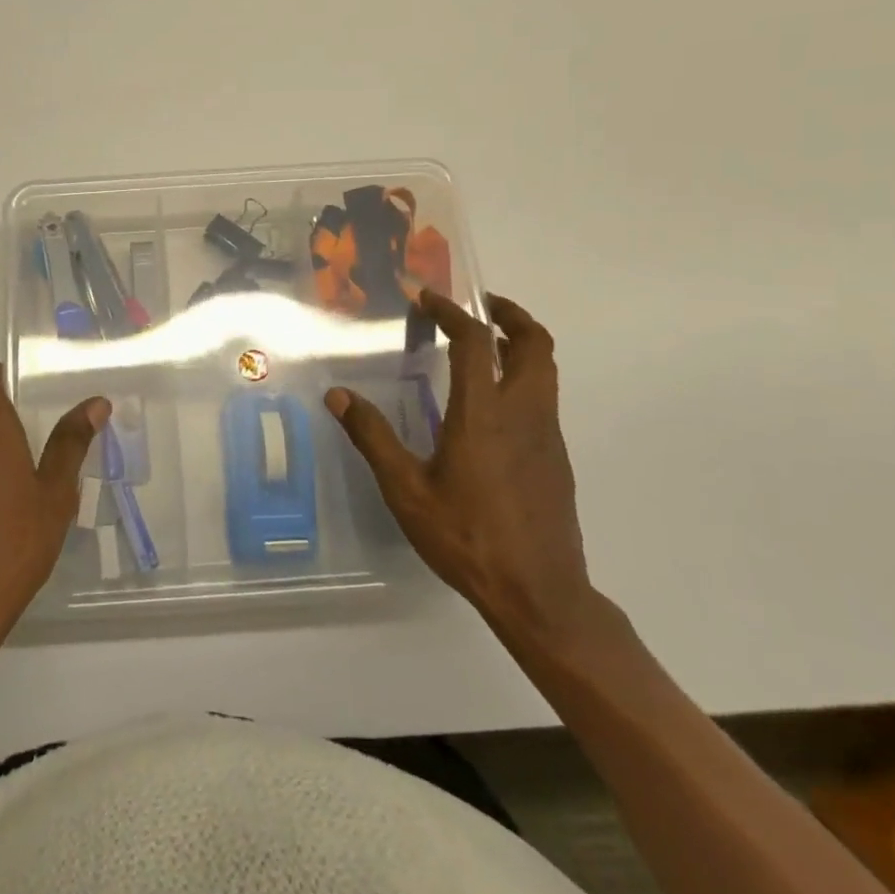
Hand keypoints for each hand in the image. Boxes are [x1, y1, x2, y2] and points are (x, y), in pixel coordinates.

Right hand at [326, 292, 593, 645]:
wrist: (540, 595)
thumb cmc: (467, 537)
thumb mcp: (406, 490)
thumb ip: (372, 437)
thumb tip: (337, 396)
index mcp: (484, 413)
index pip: (475, 341)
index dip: (452, 311)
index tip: (427, 298)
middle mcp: (524, 413)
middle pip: (535, 344)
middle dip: (509, 315)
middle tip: (479, 306)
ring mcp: (548, 435)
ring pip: (546, 370)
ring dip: (520, 345)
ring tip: (484, 345)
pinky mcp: (557, 458)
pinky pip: (545, 399)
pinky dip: (523, 378)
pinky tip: (492, 404)